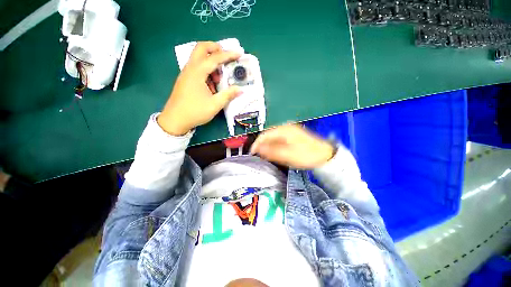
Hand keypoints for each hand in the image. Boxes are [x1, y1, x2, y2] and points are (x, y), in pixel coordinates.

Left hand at [158, 42, 241, 135]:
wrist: (175, 120)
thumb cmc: (195, 112)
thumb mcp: (215, 105)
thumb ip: (228, 95)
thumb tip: (241, 90)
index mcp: (197, 73)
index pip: (215, 58)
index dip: (228, 54)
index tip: (239, 53)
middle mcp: (190, 69)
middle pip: (201, 48)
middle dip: (215, 48)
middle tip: (226, 57)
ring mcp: (186, 74)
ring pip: (199, 58)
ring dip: (211, 63)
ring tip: (219, 79)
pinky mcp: (185, 80)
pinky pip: (197, 68)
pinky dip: (206, 71)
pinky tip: (211, 86)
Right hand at [250, 124, 334, 168]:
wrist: (324, 155)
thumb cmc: (306, 155)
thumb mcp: (287, 155)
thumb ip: (271, 151)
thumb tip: (258, 149)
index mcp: (283, 130)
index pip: (264, 135)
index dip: (256, 143)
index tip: (252, 152)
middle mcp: (285, 127)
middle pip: (268, 135)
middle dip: (262, 145)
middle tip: (258, 155)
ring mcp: (289, 130)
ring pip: (273, 137)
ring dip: (268, 146)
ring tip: (265, 155)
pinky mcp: (292, 135)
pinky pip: (278, 139)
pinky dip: (274, 145)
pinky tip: (274, 151)